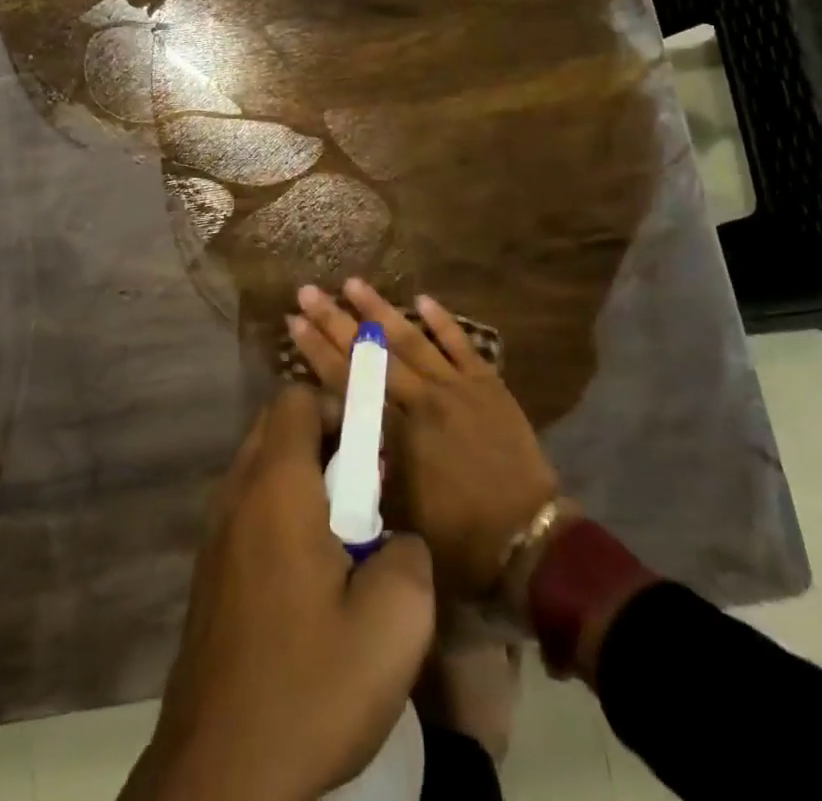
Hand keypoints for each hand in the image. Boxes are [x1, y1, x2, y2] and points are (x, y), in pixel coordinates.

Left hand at [126, 384, 435, 800]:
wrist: (219, 773)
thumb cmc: (309, 686)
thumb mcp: (394, 624)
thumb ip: (409, 554)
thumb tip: (395, 537)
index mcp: (276, 486)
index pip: (296, 399)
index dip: (338, 408)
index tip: (372, 455)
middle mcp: (236, 493)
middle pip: (276, 427)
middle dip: (325, 442)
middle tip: (364, 497)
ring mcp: (214, 533)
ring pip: (261, 469)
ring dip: (304, 481)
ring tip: (342, 543)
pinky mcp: (209, 571)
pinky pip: (248, 510)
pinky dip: (280, 515)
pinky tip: (308, 582)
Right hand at [289, 280, 559, 602]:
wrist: (528, 539)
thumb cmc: (457, 537)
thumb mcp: (396, 511)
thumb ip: (366, 466)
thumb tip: (336, 433)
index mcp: (397, 433)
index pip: (348, 381)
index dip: (317, 351)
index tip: (293, 322)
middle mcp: (422, 400)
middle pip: (372, 353)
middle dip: (336, 320)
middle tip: (308, 291)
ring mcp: (457, 387)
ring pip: (412, 340)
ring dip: (380, 309)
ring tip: (353, 282)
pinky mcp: (487, 384)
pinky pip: (461, 345)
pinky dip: (442, 321)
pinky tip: (423, 298)